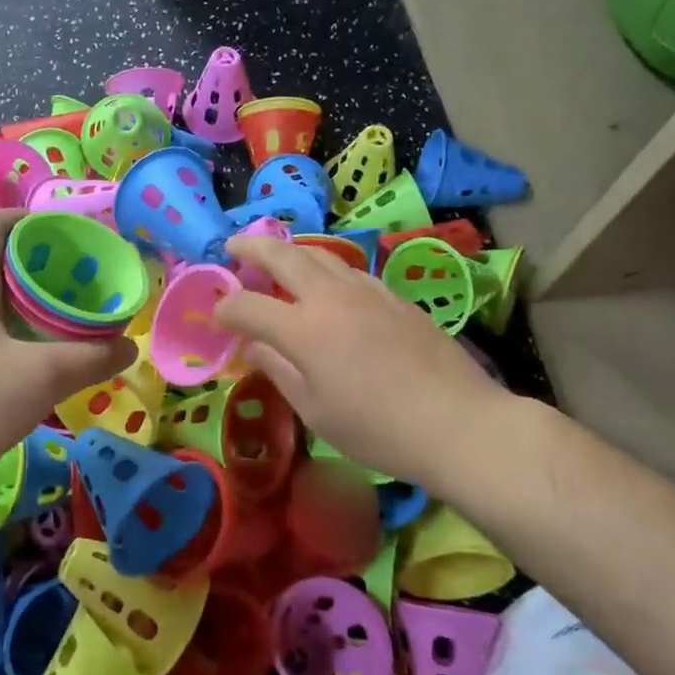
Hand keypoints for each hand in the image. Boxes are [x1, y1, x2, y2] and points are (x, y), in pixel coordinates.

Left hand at [0, 210, 135, 498]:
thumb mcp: (42, 377)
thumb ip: (91, 358)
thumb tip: (128, 347)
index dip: (32, 219)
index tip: (70, 237)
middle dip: (44, 266)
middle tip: (84, 283)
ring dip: (32, 304)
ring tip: (71, 320)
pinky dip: (16, 334)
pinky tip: (41, 360)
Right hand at [214, 233, 513, 492]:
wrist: (458, 423)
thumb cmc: (377, 429)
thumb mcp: (315, 411)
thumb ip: (278, 370)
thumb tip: (253, 346)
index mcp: (304, 329)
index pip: (247, 305)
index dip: (225, 308)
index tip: (217, 317)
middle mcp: (331, 297)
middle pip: (282, 255)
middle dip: (251, 246)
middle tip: (232, 245)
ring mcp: (368, 291)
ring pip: (320, 253)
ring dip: (290, 250)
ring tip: (276, 258)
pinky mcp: (395, 297)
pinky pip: (349, 270)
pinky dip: (325, 268)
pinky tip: (327, 285)